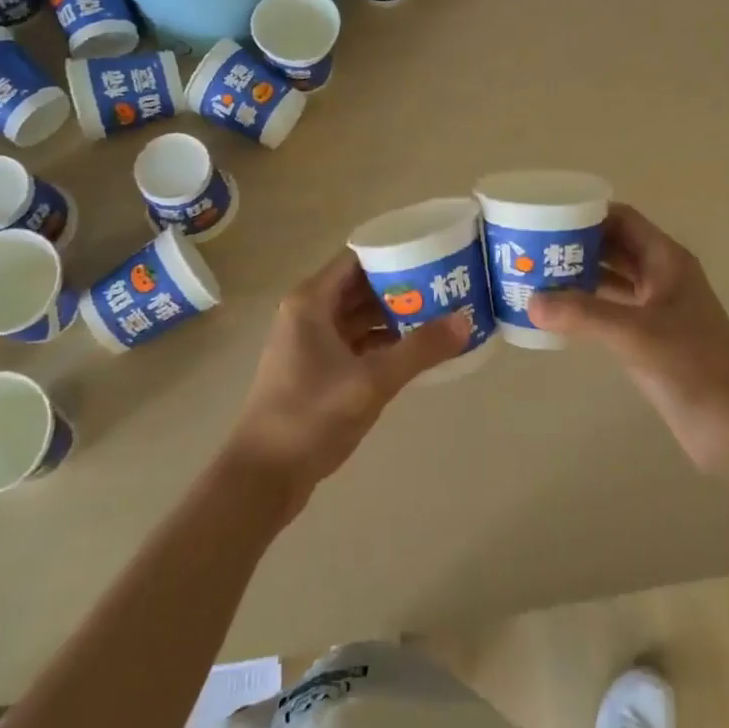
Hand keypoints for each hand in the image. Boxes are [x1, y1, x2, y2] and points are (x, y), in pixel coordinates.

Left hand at [226, 251, 468, 504]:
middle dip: (402, 283)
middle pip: (361, 284)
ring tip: (440, 311)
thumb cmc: (311, 417)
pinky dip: (383, 340)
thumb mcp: (371, 381)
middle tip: (446, 282)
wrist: (263, 477)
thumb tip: (465, 320)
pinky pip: (356, 340)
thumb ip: (419, 349)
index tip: (433, 251)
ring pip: (359, 314)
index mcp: (312, 300)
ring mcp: (310, 341)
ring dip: (395, 313)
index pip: (359, 256)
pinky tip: (416, 348)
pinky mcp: (316, 368)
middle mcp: (309, 311)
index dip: (395, 251)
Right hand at [528, 203, 728, 473]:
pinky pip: (612, 309)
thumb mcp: (634, 335)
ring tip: (536, 276)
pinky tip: (558, 314)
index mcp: (667, 261)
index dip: (587, 213)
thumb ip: (583, 315)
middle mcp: (662, 277)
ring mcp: (658, 308)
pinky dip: (587, 307)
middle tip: (532, 248)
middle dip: (576, 245)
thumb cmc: (693, 367)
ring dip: (579, 276)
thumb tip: (531, 301)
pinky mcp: (652, 338)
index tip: (546, 216)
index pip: (622, 219)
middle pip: (614, 246)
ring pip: (612, 279)